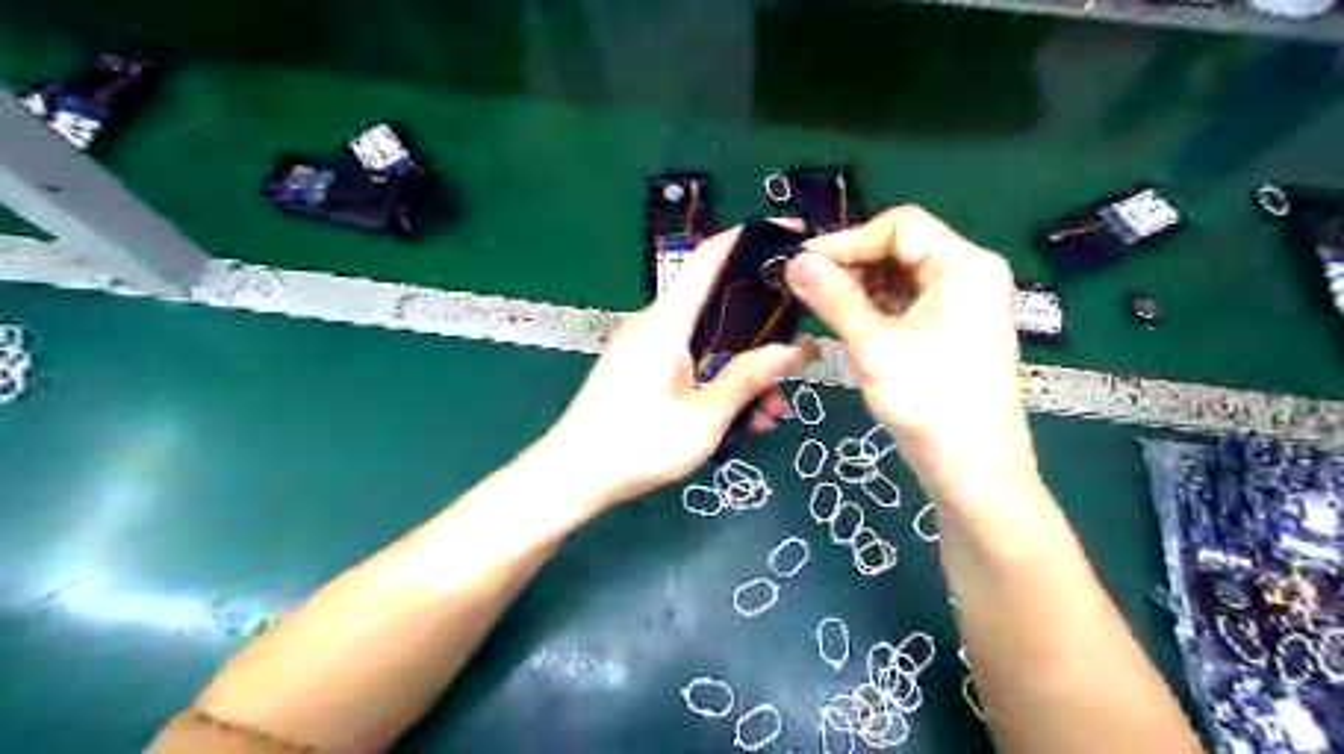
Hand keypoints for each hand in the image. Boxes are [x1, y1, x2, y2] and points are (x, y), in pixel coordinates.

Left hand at [537, 220, 805, 509]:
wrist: (571, 476)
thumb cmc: (636, 447)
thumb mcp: (703, 420)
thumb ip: (747, 380)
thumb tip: (794, 349)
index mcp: (667, 322)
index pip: (710, 257)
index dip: (750, 238)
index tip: (792, 236)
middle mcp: (656, 323)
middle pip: (720, 304)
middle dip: (762, 330)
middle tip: (797, 359)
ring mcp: (648, 345)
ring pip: (711, 340)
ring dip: (744, 368)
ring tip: (770, 411)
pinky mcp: (643, 367)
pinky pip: (693, 360)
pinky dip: (719, 379)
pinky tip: (741, 417)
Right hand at [791, 205, 1037, 505]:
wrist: (976, 473)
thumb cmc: (929, 404)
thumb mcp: (874, 347)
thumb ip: (834, 298)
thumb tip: (794, 263)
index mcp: (964, 266)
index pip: (898, 226)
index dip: (847, 241)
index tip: (803, 267)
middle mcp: (971, 274)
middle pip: (902, 247)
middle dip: (852, 264)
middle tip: (808, 289)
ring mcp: (966, 303)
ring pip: (903, 275)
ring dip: (861, 286)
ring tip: (823, 308)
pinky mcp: (956, 329)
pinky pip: (910, 302)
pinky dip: (878, 307)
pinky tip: (849, 325)